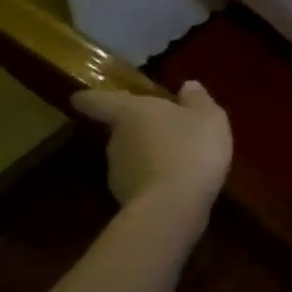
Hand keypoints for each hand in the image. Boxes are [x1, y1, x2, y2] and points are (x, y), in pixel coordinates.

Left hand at [71, 83, 231, 208]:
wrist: (174, 206)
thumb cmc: (190, 148)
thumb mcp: (208, 117)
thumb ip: (197, 100)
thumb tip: (187, 85)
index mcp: (129, 112)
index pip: (96, 100)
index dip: (90, 97)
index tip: (82, 97)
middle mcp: (115, 139)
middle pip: (119, 129)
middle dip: (139, 129)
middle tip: (165, 130)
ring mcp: (117, 172)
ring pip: (131, 156)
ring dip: (148, 155)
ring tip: (178, 159)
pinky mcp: (126, 199)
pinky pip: (141, 181)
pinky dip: (155, 179)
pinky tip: (178, 183)